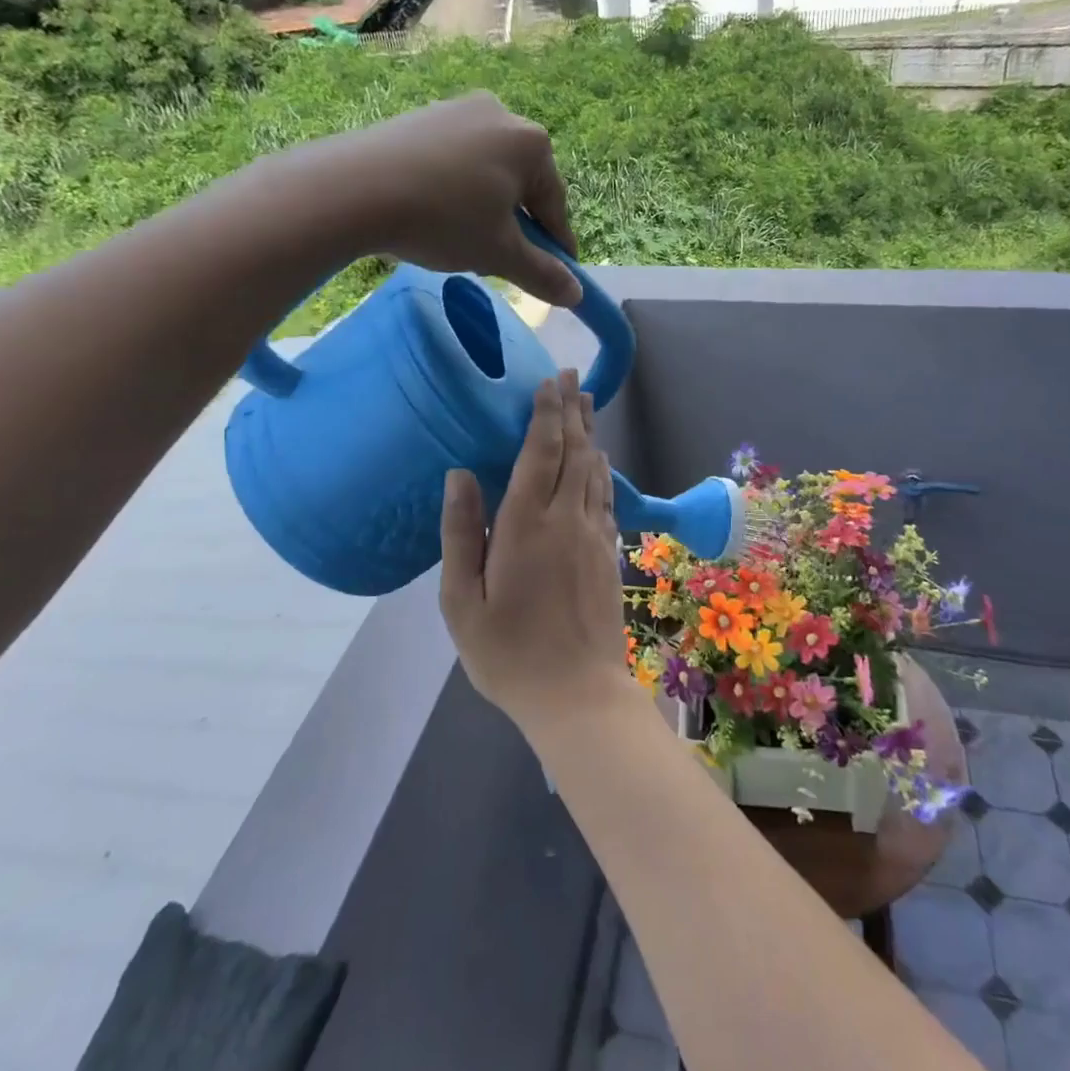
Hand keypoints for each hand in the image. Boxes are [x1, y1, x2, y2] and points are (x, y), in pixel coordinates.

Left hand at [307, 90, 581, 307]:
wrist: (352, 189)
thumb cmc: (443, 220)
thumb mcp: (500, 255)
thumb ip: (543, 274)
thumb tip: (576, 295)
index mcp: (531, 143)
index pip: (555, 205)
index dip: (556, 246)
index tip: (556, 275)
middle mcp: (501, 114)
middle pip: (522, 185)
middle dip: (516, 225)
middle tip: (499, 260)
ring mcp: (457, 110)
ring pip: (487, 173)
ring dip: (485, 209)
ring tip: (462, 240)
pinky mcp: (422, 117)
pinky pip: (454, 161)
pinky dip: (454, 191)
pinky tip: (434, 215)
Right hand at [439, 370, 631, 733]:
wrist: (577, 694)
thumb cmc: (508, 653)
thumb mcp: (462, 601)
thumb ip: (462, 533)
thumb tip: (460, 474)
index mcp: (527, 526)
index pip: (539, 453)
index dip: (545, 414)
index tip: (548, 381)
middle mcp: (566, 519)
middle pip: (574, 452)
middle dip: (572, 410)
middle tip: (572, 376)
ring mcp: (594, 535)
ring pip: (594, 470)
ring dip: (589, 433)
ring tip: (586, 402)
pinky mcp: (609, 554)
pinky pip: (606, 498)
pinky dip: (602, 470)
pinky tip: (599, 461)